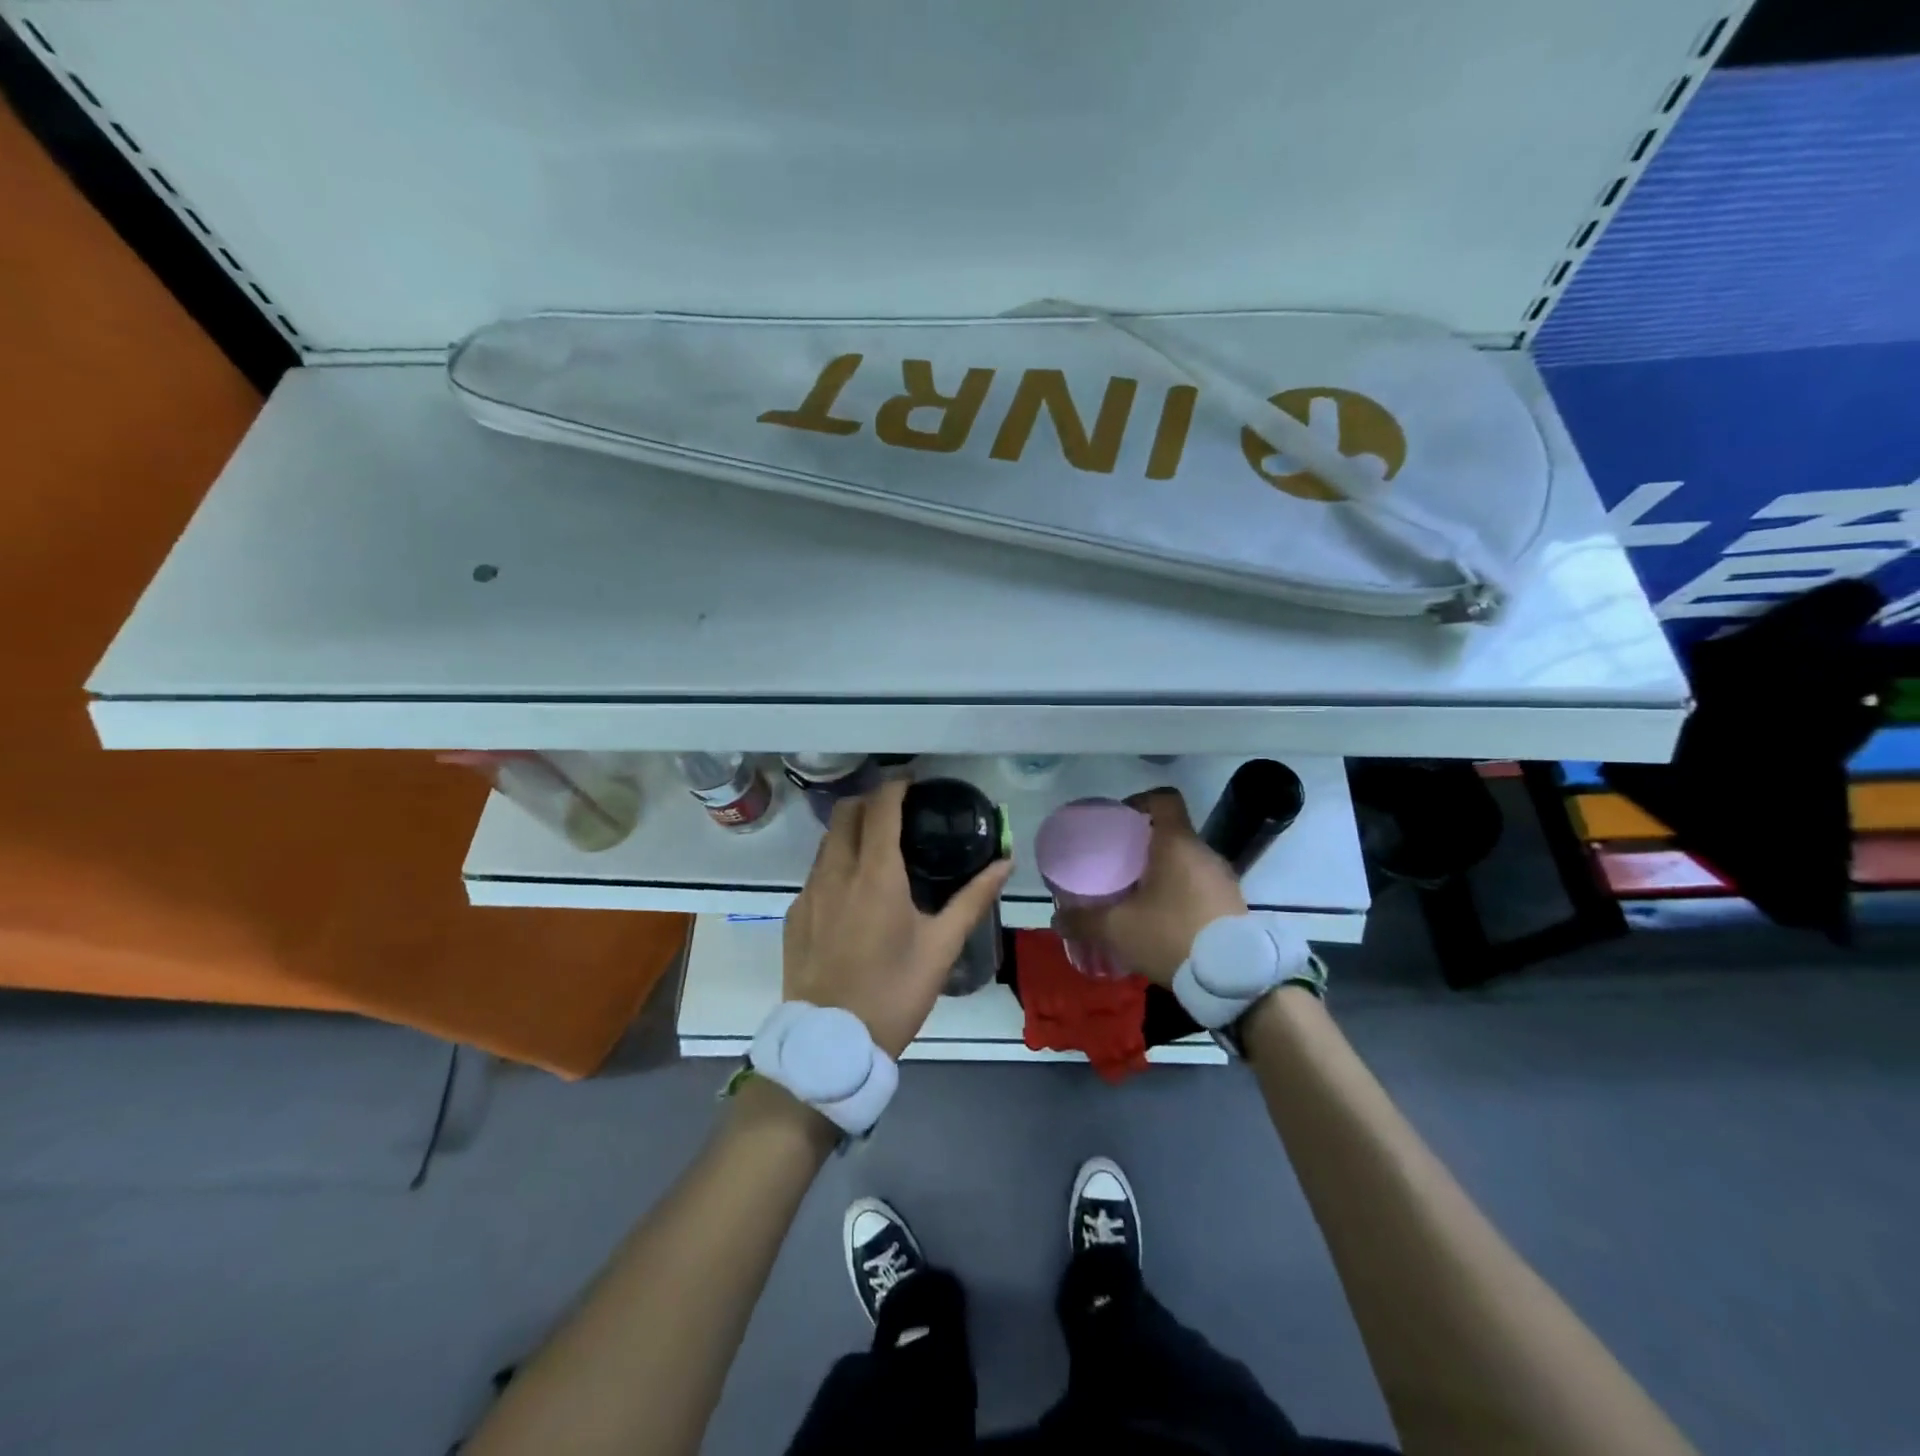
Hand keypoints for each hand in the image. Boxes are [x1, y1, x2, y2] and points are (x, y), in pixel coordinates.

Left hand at [783, 778, 1012, 1058]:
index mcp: (875, 874)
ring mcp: (808, 894)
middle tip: (897, 812)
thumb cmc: (894, 992)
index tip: (913, 783)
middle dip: (869, 801)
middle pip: (845, 813)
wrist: (831, 1043)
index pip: (880, 807)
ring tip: (878, 848)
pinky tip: (853, 893)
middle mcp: (835, 872)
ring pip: (826, 842)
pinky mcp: (794, 916)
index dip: (896, 787)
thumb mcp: (942, 947)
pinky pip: (815, 874)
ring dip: (850, 831)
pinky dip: (835, 864)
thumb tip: (1004, 862)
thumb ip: (973, 899)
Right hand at [1051, 788, 1245, 985]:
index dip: (1140, 801)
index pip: (1164, 798)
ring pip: (1187, 861)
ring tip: (1138, 896)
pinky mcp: (1234, 905)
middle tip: (1119, 864)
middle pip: (1173, 832)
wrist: (1234, 981)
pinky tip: (1164, 920)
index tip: (1119, 821)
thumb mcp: (1117, 929)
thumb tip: (1057, 919)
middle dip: (1144, 844)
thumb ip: (1083, 920)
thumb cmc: (1171, 936)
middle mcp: (1204, 853)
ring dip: (1164, 871)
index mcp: (1177, 843)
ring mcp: (1224, 879)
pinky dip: (1181, 893)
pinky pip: (1201, 886)